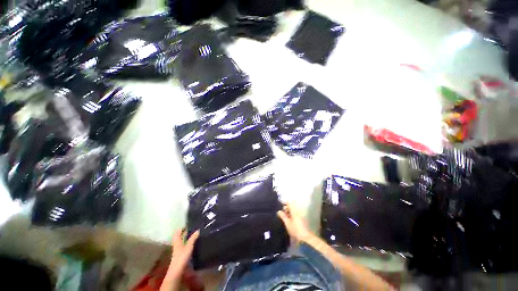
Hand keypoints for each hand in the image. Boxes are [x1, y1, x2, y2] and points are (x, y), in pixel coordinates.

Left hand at [169, 229, 199, 275]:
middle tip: (193, 228)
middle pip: (180, 237)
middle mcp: (177, 244)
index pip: (177, 232)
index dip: (181, 228)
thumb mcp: (189, 246)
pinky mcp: (181, 255)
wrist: (177, 270)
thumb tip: (198, 230)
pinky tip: (193, 243)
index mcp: (177, 241)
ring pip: (182, 241)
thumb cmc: (182, 256)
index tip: (188, 224)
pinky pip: (184, 246)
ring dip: (187, 238)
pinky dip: (188, 243)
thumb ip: (193, 238)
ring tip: (195, 234)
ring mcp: (179, 250)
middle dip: (185, 232)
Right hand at [277, 204, 311, 242]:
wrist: (305, 238)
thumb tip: (279, 211)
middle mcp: (298, 211)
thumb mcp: (287, 223)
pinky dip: (291, 216)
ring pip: (293, 211)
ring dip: (288, 212)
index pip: (290, 203)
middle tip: (281, 213)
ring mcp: (300, 216)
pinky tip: (288, 221)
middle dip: (286, 208)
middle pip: (292, 206)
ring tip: (284, 218)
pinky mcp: (302, 220)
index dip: (285, 203)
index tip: (280, 205)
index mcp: (294, 211)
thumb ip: (283, 216)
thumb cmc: (295, 230)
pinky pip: (295, 215)